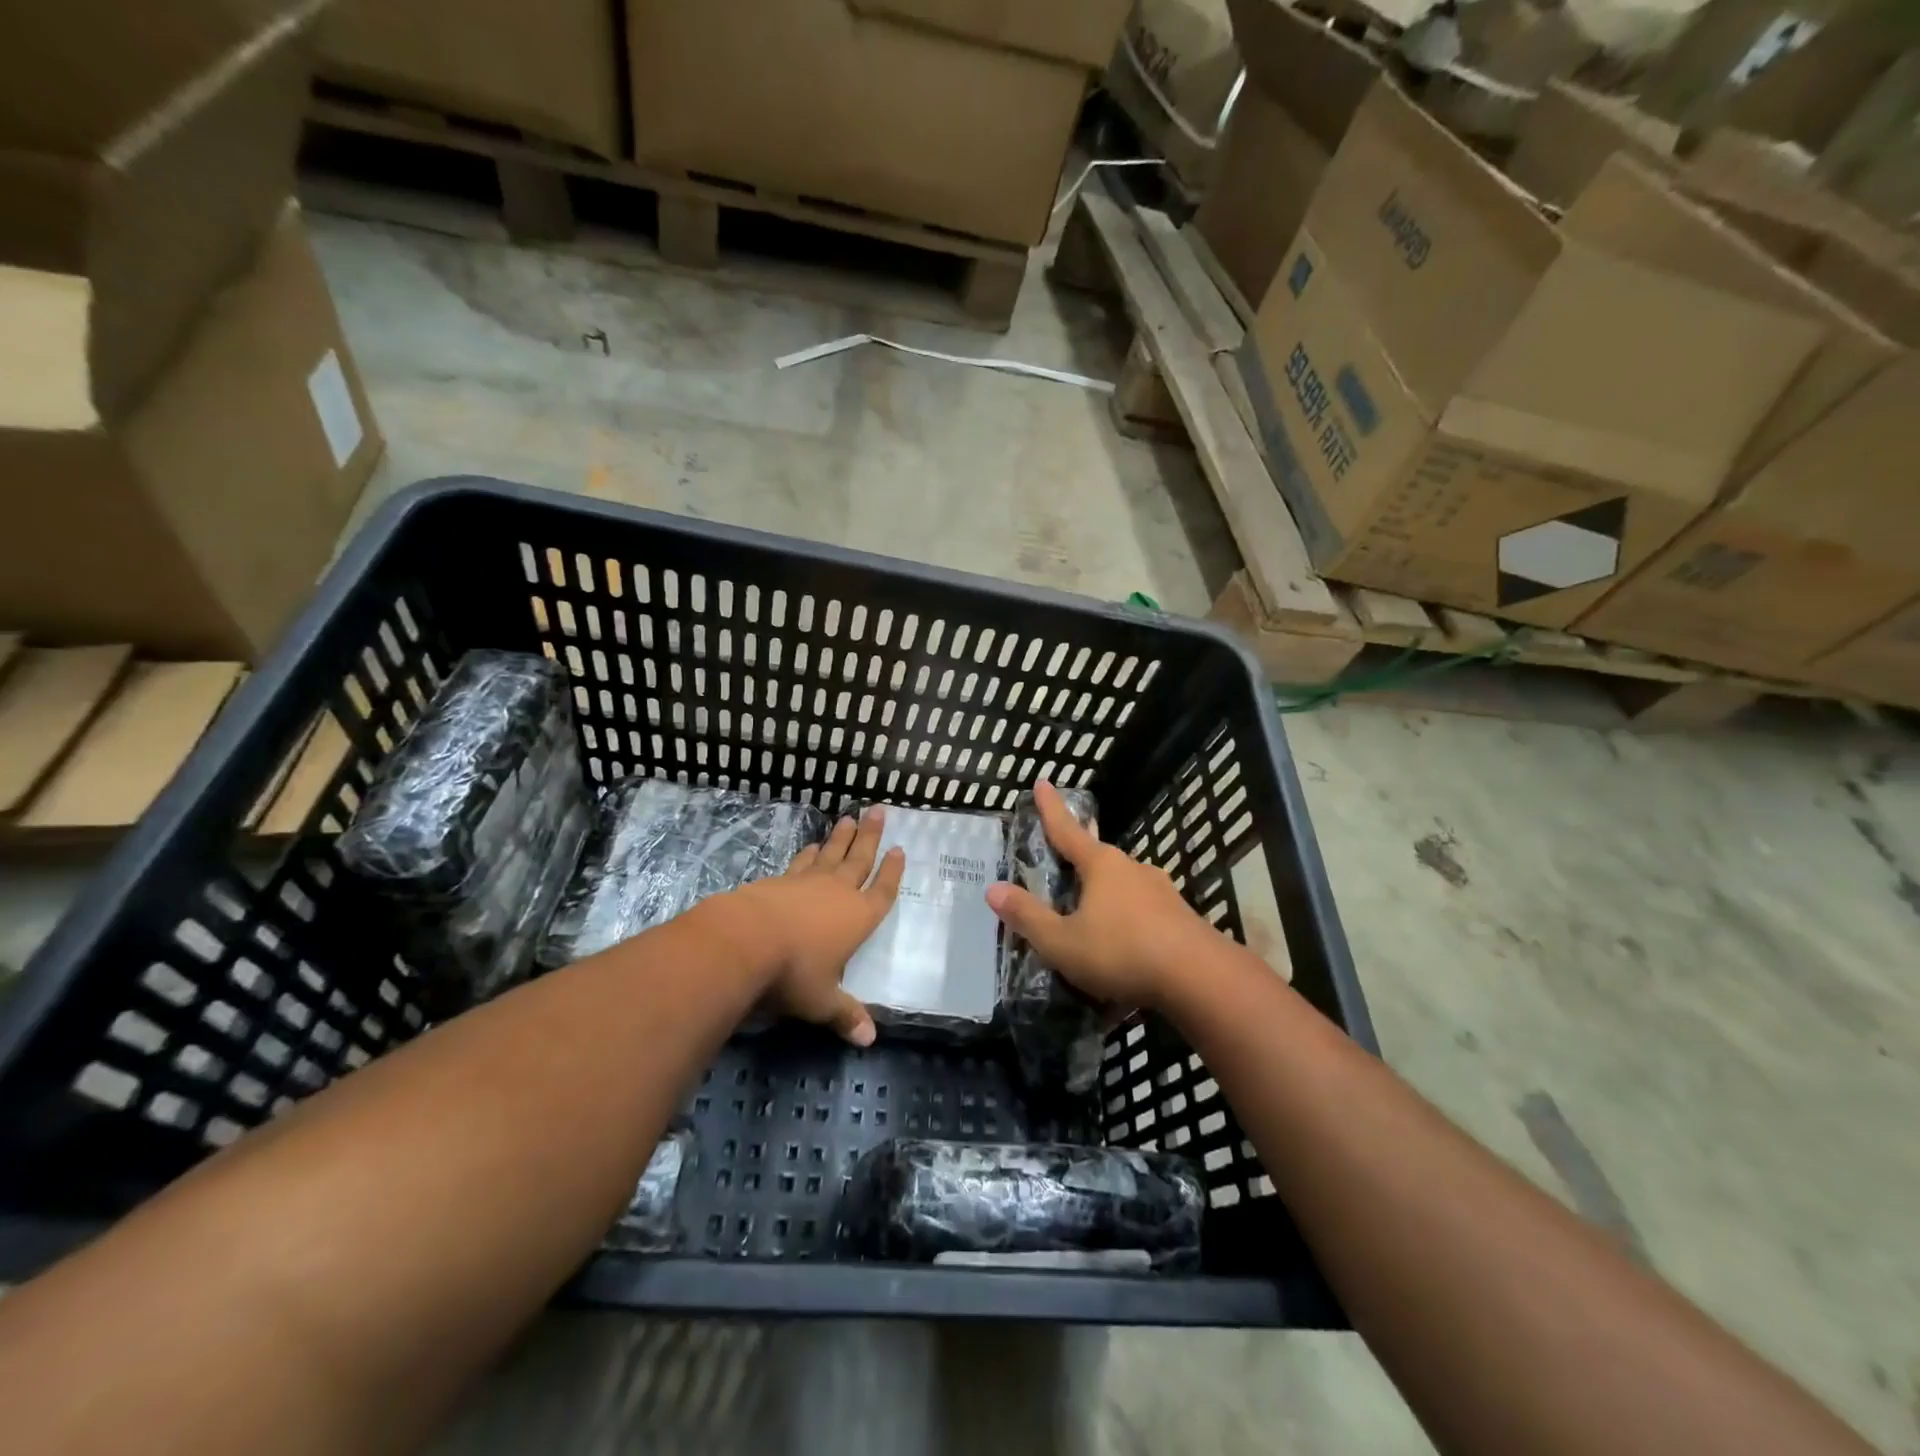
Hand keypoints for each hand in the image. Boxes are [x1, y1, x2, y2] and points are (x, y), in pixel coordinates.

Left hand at [721, 806, 903, 1045]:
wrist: (743, 940)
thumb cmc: (793, 973)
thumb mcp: (822, 1002)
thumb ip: (845, 1015)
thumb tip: (869, 1041)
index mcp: (859, 917)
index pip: (882, 890)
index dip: (892, 871)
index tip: (900, 849)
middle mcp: (838, 893)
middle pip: (859, 858)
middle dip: (870, 836)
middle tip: (877, 809)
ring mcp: (807, 882)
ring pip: (831, 854)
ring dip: (841, 837)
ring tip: (848, 819)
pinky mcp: (779, 881)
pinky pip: (801, 862)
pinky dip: (809, 853)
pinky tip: (811, 846)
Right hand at [986, 780, 1213, 1009]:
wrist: (1200, 978)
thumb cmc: (1122, 952)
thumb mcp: (1063, 942)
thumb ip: (1028, 917)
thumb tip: (993, 889)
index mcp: (1101, 865)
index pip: (1067, 830)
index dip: (1051, 808)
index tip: (1043, 782)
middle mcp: (1132, 868)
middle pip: (1097, 859)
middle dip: (1078, 864)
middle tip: (1061, 872)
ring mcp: (1160, 892)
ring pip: (1122, 887)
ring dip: (1103, 899)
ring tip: (1089, 924)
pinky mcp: (1179, 917)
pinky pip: (1142, 913)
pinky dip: (1125, 926)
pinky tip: (1121, 952)